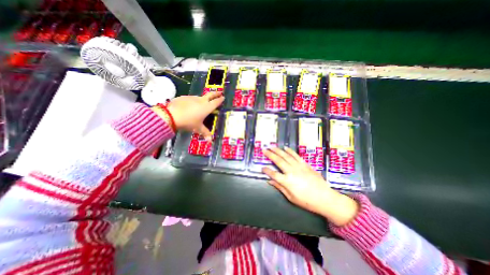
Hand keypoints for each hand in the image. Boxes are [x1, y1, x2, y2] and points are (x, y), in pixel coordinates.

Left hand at [166, 91, 222, 139]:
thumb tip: (210, 141)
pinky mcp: (184, 97)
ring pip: (200, 97)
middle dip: (216, 93)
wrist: (171, 115)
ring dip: (204, 98)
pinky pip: (191, 99)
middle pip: (210, 95)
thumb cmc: (188, 122)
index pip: (216, 102)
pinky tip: (190, 106)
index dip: (220, 100)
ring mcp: (192, 98)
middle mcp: (201, 101)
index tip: (223, 97)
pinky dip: (194, 101)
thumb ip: (205, 133)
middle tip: (220, 92)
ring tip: (204, 102)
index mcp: (207, 107)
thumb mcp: (198, 128)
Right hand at [264, 147, 358, 226]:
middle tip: (264, 150)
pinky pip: (296, 156)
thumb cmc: (307, 201)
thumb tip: (270, 181)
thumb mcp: (291, 197)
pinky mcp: (305, 164)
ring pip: (286, 156)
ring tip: (272, 147)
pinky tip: (285, 148)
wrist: (325, 198)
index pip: (273, 174)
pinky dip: (290, 151)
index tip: (262, 168)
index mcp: (287, 181)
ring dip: (278, 151)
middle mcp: (291, 171)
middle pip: (278, 161)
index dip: (266, 170)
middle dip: (270, 154)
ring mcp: (299, 166)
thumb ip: (279, 187)